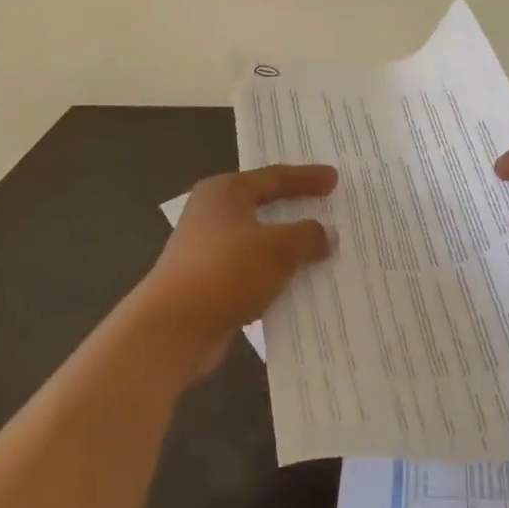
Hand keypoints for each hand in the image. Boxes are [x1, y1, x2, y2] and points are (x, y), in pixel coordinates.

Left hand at [133, 163, 336, 371]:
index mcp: (225, 192)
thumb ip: (308, 236)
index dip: (307, 177)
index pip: (275, 177)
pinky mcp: (208, 283)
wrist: (172, 330)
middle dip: (297, 210)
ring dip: (288, 247)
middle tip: (327, 205)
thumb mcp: (279, 248)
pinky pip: (252, 271)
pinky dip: (274, 274)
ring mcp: (207, 250)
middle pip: (264, 205)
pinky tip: (298, 284)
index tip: (335, 179)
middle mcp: (212, 214)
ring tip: (321, 248)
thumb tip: (327, 234)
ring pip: (259, 241)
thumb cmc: (227, 271)